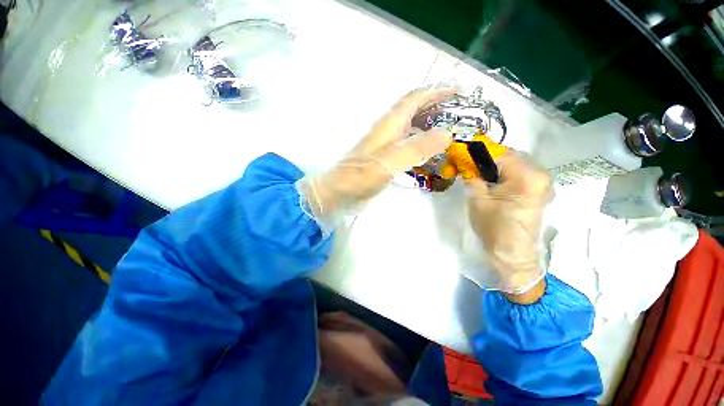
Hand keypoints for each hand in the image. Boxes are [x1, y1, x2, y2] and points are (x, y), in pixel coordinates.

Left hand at [297, 87, 454, 233]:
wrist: (338, 192)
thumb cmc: (360, 177)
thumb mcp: (389, 162)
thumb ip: (416, 149)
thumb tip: (446, 134)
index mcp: (389, 125)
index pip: (414, 99)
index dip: (436, 91)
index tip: (459, 91)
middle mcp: (388, 130)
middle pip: (414, 111)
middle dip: (436, 107)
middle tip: (459, 115)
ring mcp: (385, 145)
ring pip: (411, 127)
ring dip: (430, 125)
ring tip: (449, 132)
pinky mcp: (384, 157)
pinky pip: (407, 144)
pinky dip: (421, 143)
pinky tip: (429, 153)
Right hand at [465, 152, 552, 299]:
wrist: (511, 253)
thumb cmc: (493, 226)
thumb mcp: (477, 199)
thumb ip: (472, 176)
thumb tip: (465, 161)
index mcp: (527, 176)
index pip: (501, 153)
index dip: (480, 152)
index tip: (464, 152)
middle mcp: (541, 175)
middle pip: (511, 157)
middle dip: (488, 159)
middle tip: (470, 165)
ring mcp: (543, 184)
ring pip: (516, 165)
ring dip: (496, 167)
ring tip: (479, 175)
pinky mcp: (540, 192)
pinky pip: (521, 175)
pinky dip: (505, 175)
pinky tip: (493, 183)